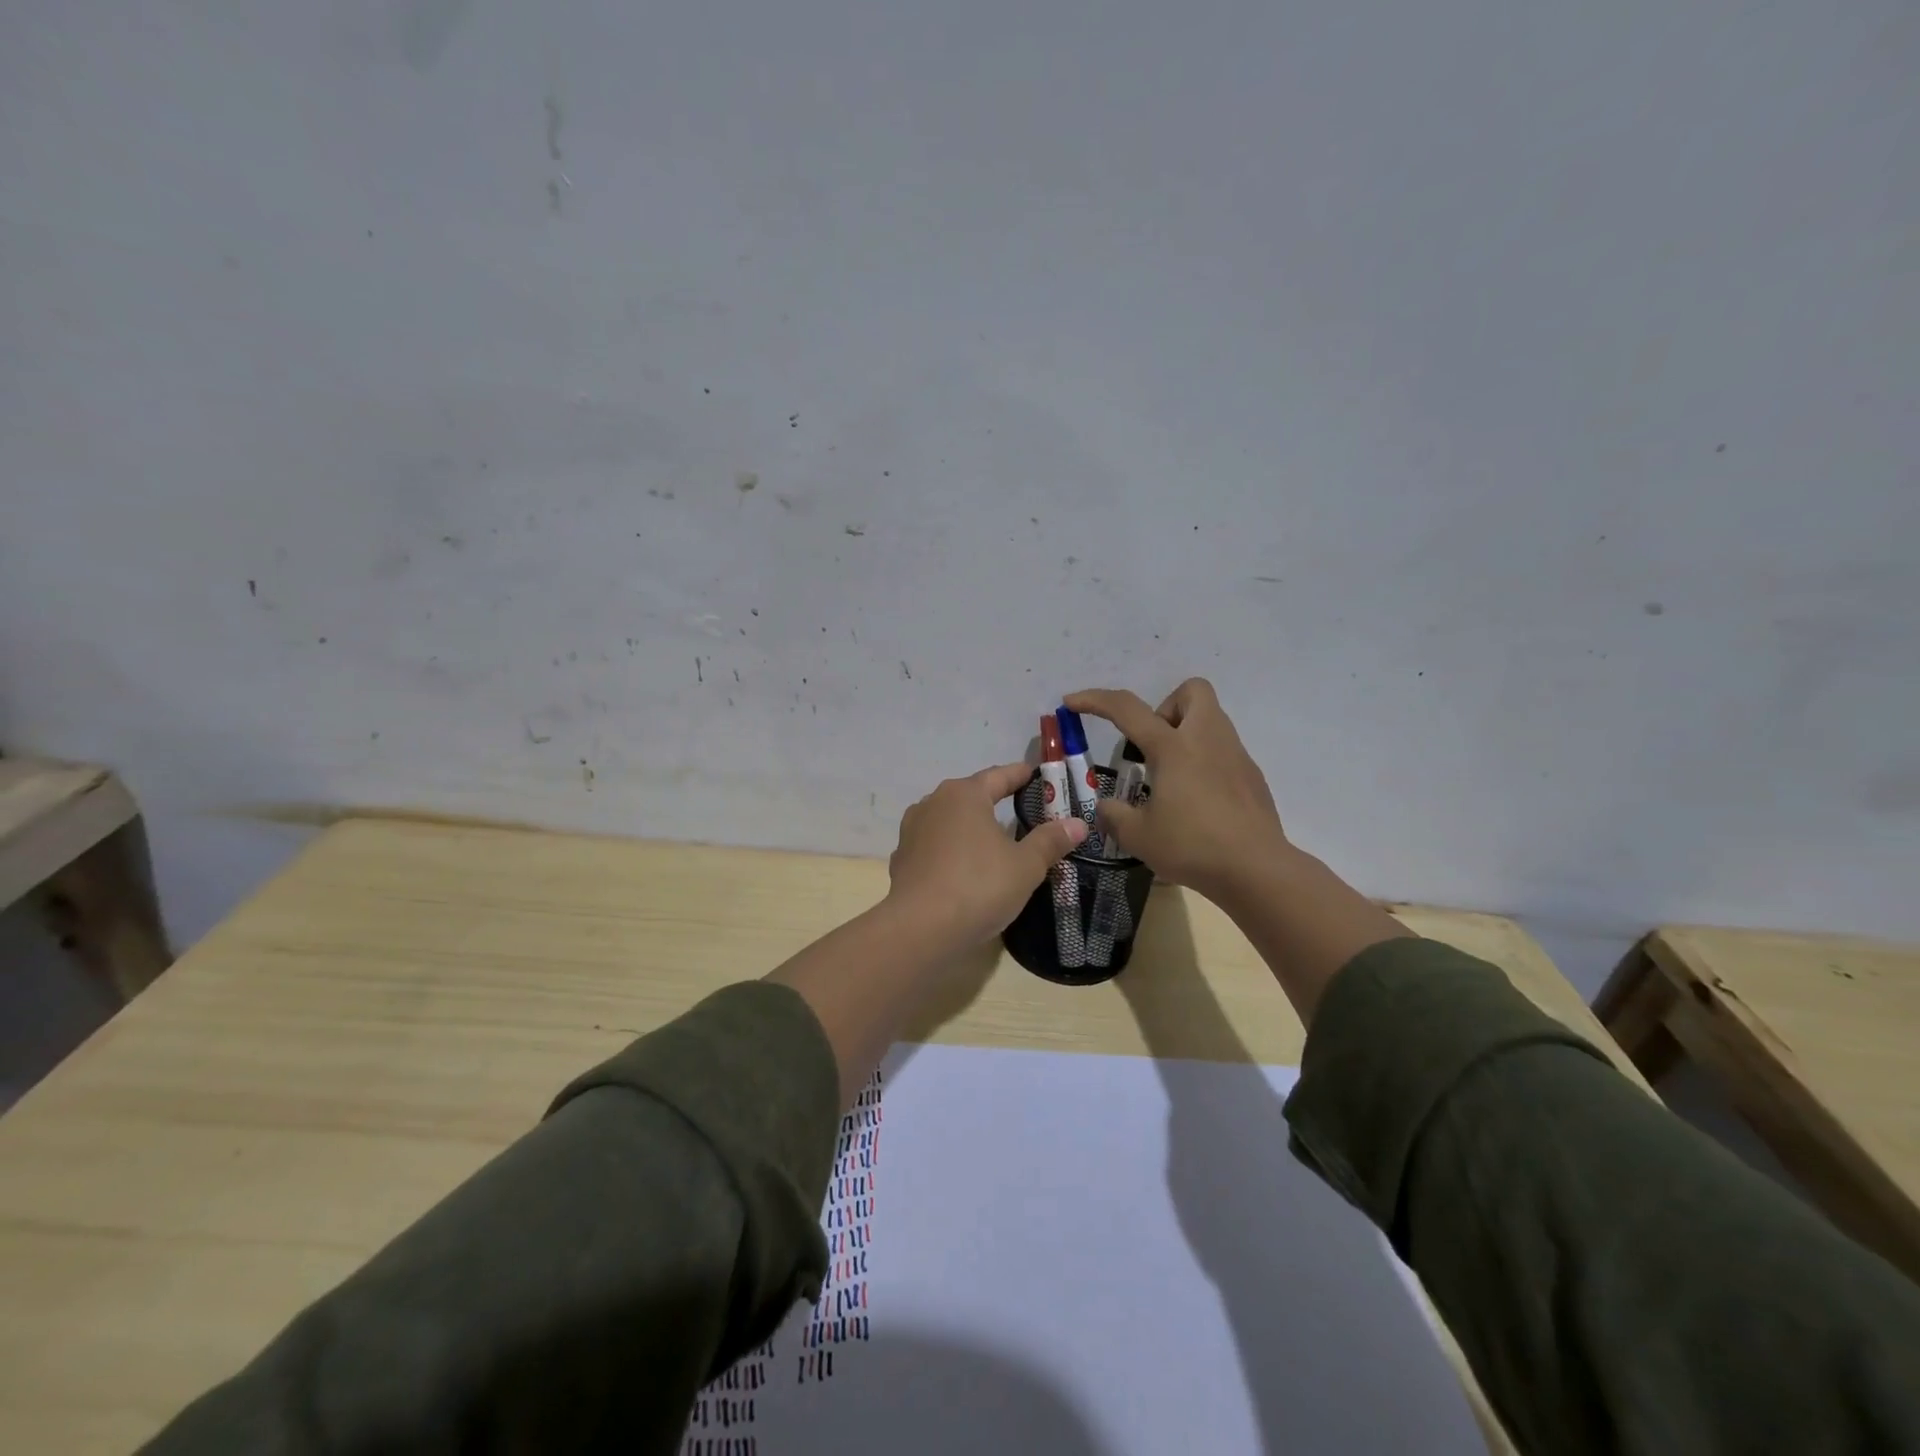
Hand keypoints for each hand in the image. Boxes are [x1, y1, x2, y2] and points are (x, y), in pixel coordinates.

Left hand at [887, 763, 1088, 949]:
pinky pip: (934, 847)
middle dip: (994, 800)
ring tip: (991, 839)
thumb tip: (1077, 824)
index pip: (999, 776)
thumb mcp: (1025, 866)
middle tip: (1020, 809)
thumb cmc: (978, 886)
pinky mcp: (901, 859)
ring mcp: (912, 831)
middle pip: (971, 795)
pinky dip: (951, 851)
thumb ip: (1050, 841)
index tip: (1035, 774)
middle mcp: (933, 803)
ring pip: (949, 821)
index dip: (1020, 775)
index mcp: (964, 795)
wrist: (919, 929)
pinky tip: (962, 868)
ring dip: (970, 826)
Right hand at [1064, 679, 1291, 905]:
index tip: (1072, 702)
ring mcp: (1235, 755)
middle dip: (1166, 707)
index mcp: (1173, 747)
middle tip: (1151, 745)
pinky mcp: (1252, 776)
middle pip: (1192, 691)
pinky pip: (1223, 751)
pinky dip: (1204, 762)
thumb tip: (1106, 808)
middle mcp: (1207, 739)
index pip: (1127, 709)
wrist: (1256, 869)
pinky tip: (1197, 800)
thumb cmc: (1192, 846)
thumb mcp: (1138, 835)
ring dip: (1185, 734)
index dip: (1095, 700)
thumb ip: (1115, 815)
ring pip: (1210, 720)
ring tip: (1169, 778)